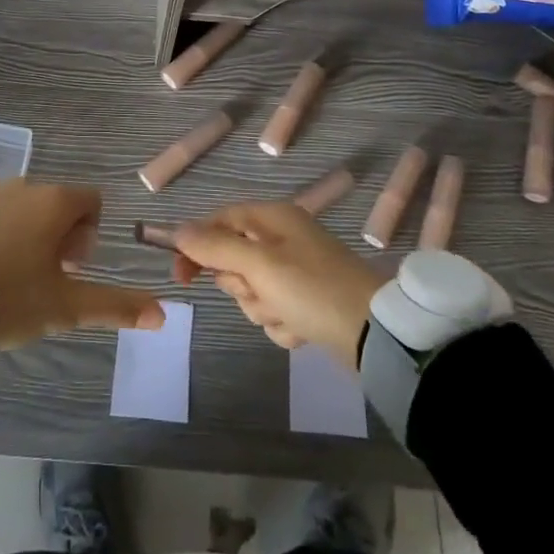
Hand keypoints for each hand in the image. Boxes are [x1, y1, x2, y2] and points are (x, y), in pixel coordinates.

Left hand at [0, 179, 165, 347]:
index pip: (91, 202)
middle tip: (40, 279)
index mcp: (54, 201)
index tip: (69, 269)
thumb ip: (115, 306)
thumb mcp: (64, 307)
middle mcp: (24, 184)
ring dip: (27, 233)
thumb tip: (163, 314)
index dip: (89, 236)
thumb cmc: (7, 297)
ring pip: (23, 208)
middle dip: (59, 237)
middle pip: (57, 204)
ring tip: (8, 277)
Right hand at [172, 202, 379, 366]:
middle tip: (262, 292)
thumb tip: (178, 230)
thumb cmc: (313, 289)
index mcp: (272, 219)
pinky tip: (302, 329)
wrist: (376, 334)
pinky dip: (283, 324)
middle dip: (242, 286)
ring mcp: (296, 271)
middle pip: (233, 261)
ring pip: (252, 292)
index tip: (181, 276)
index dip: (196, 246)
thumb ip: (215, 247)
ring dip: (264, 309)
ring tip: (289, 315)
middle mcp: (283, 239)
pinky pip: (274, 311)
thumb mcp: (259, 265)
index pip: (218, 222)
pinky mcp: (307, 301)